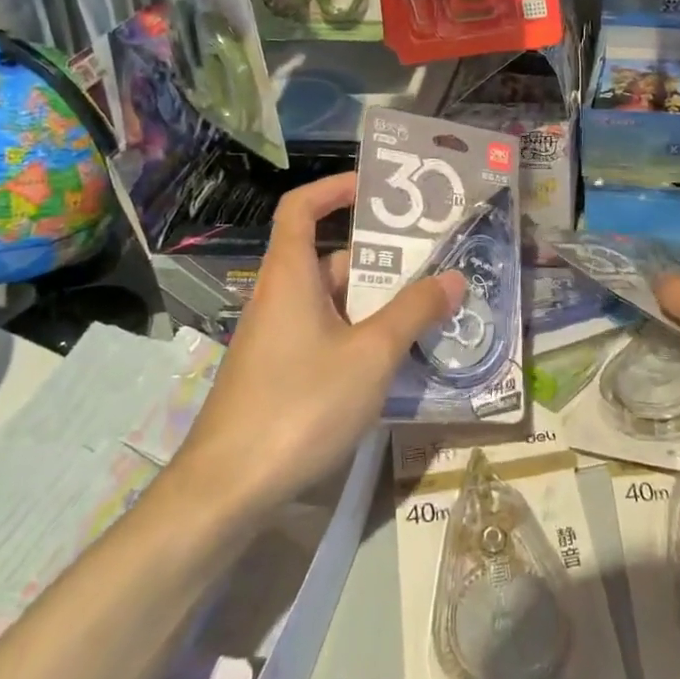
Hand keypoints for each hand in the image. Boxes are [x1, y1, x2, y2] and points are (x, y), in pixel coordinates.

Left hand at [176, 173, 464, 515]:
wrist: (226, 490)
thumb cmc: (300, 405)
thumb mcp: (370, 355)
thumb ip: (414, 312)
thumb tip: (453, 278)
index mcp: (290, 276)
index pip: (301, 208)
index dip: (334, 188)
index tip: (376, 189)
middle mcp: (279, 297)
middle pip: (329, 257)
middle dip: (381, 257)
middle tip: (433, 260)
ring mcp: (277, 338)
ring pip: (332, 302)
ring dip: (376, 302)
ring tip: (429, 310)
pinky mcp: (279, 374)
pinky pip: (325, 335)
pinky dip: (359, 334)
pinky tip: (395, 359)